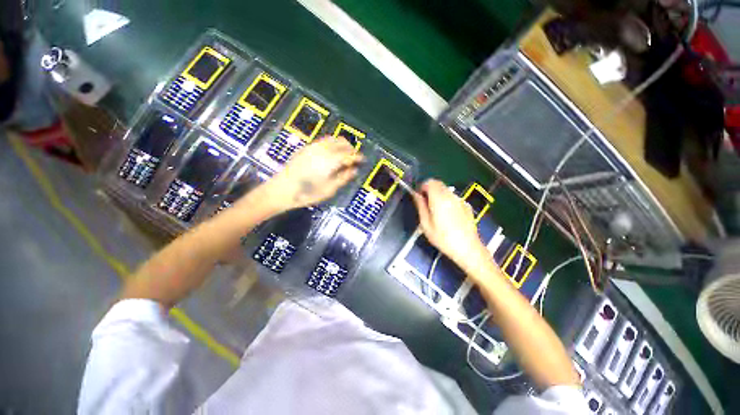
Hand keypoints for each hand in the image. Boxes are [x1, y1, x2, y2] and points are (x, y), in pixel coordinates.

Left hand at [262, 137, 362, 212]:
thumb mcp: (329, 189)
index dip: (358, 157)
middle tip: (354, 158)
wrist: (281, 189)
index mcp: (331, 160)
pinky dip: (332, 144)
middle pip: (341, 142)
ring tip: (344, 155)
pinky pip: (323, 141)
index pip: (349, 154)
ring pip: (332, 139)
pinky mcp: (306, 148)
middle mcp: (323, 149)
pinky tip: (331, 153)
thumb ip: (343, 178)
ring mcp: (313, 147)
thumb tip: (354, 170)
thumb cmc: (307, 193)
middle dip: (351, 148)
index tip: (363, 160)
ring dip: (341, 145)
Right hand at [411, 179, 487, 266]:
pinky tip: (448, 216)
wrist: (468, 248)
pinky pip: (453, 197)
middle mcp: (450, 196)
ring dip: (438, 195)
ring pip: (446, 190)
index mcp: (439, 199)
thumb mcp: (426, 224)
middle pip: (438, 184)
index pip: (429, 182)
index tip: (420, 198)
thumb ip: (420, 206)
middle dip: (430, 190)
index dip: (422, 187)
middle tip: (426, 204)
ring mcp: (460, 200)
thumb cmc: (443, 239)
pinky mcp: (466, 206)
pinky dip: (447, 200)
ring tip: (436, 211)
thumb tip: (416, 195)